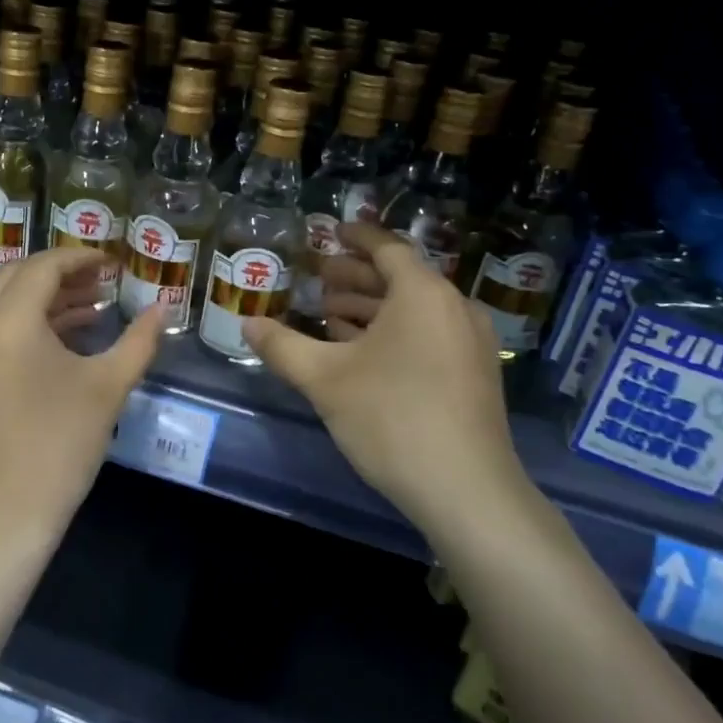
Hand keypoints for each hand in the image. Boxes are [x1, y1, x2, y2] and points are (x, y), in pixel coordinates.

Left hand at [0, 246, 164, 544]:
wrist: (0, 516)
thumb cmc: (58, 447)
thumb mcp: (107, 388)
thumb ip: (139, 340)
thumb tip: (165, 308)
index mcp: (5, 321)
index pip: (44, 267)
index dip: (82, 258)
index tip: (114, 263)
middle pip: (18, 275)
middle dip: (62, 274)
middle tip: (103, 281)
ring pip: (1, 300)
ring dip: (44, 297)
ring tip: (92, 306)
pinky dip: (24, 321)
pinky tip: (63, 334)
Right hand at [242, 223, 527, 525]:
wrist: (467, 491)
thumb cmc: (392, 418)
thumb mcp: (325, 379)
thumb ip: (283, 346)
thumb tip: (247, 324)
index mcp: (423, 294)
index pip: (387, 248)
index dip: (356, 237)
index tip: (332, 232)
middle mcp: (453, 308)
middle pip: (400, 278)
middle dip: (356, 277)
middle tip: (317, 280)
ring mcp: (470, 343)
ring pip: (414, 310)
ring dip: (371, 308)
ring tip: (330, 315)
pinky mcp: (474, 374)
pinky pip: (428, 334)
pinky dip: (393, 332)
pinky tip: (361, 353)